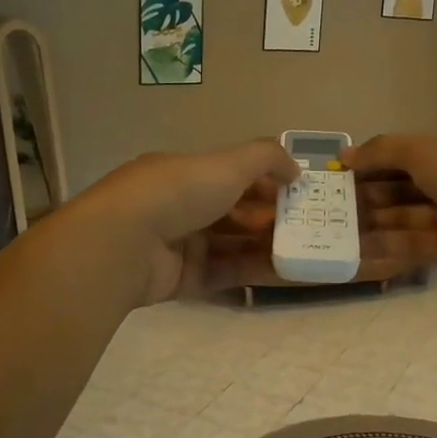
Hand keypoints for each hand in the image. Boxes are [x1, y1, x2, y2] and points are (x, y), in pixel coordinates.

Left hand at [83, 141, 299, 302]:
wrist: (125, 243)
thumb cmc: (178, 191)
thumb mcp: (228, 163)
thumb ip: (267, 158)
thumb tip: (296, 169)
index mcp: (187, 173)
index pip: (234, 175)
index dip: (268, 182)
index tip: (301, 193)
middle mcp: (182, 206)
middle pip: (235, 212)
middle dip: (271, 217)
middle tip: (311, 226)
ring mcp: (180, 244)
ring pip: (232, 244)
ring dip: (268, 246)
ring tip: (308, 251)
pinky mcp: (181, 279)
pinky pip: (225, 273)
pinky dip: (254, 271)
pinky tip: (287, 273)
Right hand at [343, 133, 436, 279]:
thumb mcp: (422, 149)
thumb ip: (380, 152)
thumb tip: (344, 156)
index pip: (398, 157)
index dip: (368, 165)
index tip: (336, 175)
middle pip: (398, 189)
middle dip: (365, 196)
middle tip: (327, 206)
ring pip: (401, 219)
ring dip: (370, 222)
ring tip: (333, 229)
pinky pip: (412, 246)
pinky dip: (386, 246)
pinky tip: (355, 249)